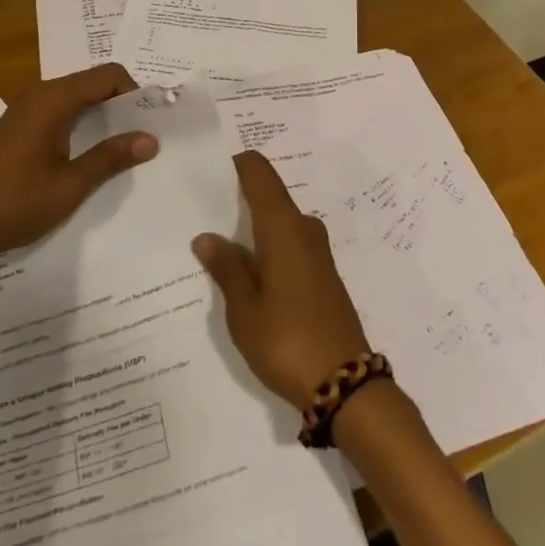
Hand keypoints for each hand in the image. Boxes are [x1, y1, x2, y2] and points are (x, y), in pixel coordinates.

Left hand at [0, 63, 157, 268]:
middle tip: (147, 134)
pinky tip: (91, 155)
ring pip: (77, 100)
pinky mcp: (18, 131)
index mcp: (53, 100)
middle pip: (93, 84)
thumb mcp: (70, 185)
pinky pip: (61, 114)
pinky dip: (84, 126)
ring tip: (126, 147)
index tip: (153, 121)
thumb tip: (150, 138)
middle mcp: (40, 96)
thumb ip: (111, 157)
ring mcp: (26, 113)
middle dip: (123, 104)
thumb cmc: (12, 204)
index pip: (108, 75)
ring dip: (104, 117)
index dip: (136, 92)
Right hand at [192, 152, 371, 411]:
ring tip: (214, 240)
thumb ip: (226, 268)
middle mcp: (304, 229)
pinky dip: (266, 247)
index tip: (208, 165)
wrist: (344, 383)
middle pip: (269, 195)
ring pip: (278, 223)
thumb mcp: (245, 308)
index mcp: (283, 226)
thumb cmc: (287, 339)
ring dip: (251, 227)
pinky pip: (288, 244)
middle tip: (200, 207)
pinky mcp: (322, 275)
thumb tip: (207, 236)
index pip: (260, 173)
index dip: (236, 162)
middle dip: (237, 198)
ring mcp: (317, 252)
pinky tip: (244, 270)